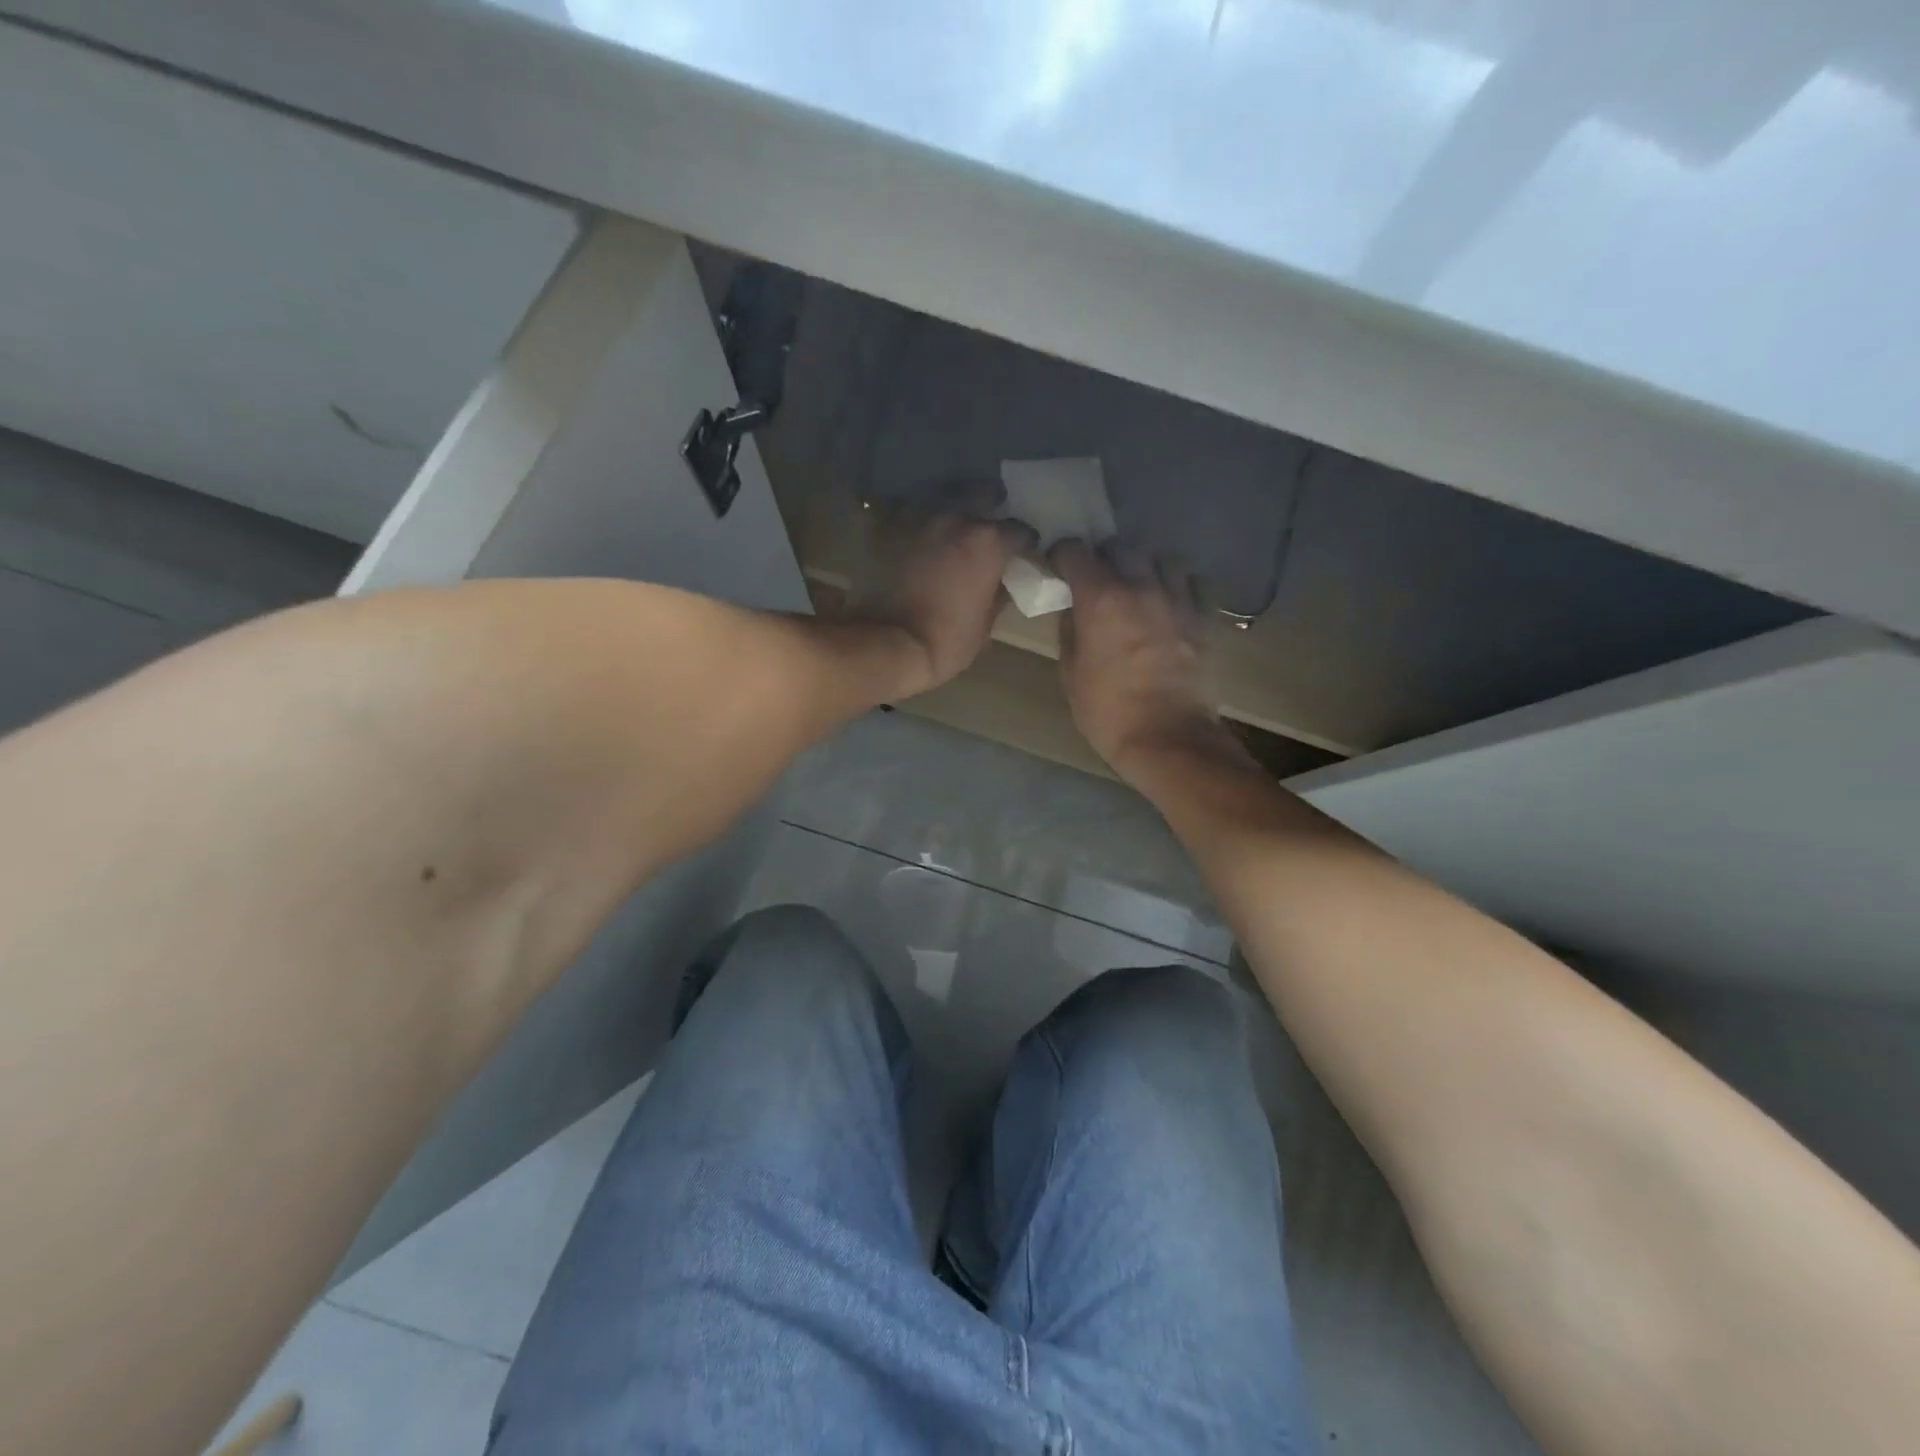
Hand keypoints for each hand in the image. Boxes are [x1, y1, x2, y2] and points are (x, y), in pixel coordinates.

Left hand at [858, 505, 1028, 695]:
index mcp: (988, 541)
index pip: (1019, 530)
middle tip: (990, 522)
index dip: (1024, 542)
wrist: (887, 643)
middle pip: (982, 493)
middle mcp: (957, 517)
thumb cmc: (946, 641)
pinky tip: (921, 533)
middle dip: (991, 504)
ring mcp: (919, 518)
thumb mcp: (986, 625)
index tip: (1023, 551)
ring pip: (944, 497)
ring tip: (954, 523)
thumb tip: (1004, 581)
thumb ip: (999, 593)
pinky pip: (911, 512)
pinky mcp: (888, 527)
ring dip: (953, 507)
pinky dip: (920, 520)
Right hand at [1052, 540, 1241, 778]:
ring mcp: (1177, 599)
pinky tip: (1170, 605)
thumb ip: (1069, 631)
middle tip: (1100, 579)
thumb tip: (1071, 608)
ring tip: (1140, 588)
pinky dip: (1178, 587)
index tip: (1059, 569)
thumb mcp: (1070, 674)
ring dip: (1146, 567)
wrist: (1169, 739)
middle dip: (1106, 556)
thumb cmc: (1108, 712)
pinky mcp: (1204, 618)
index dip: (1063, 556)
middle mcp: (1140, 587)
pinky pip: (1193, 584)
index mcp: (1100, 599)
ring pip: (1163, 558)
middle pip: (1122, 545)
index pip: (1075, 550)